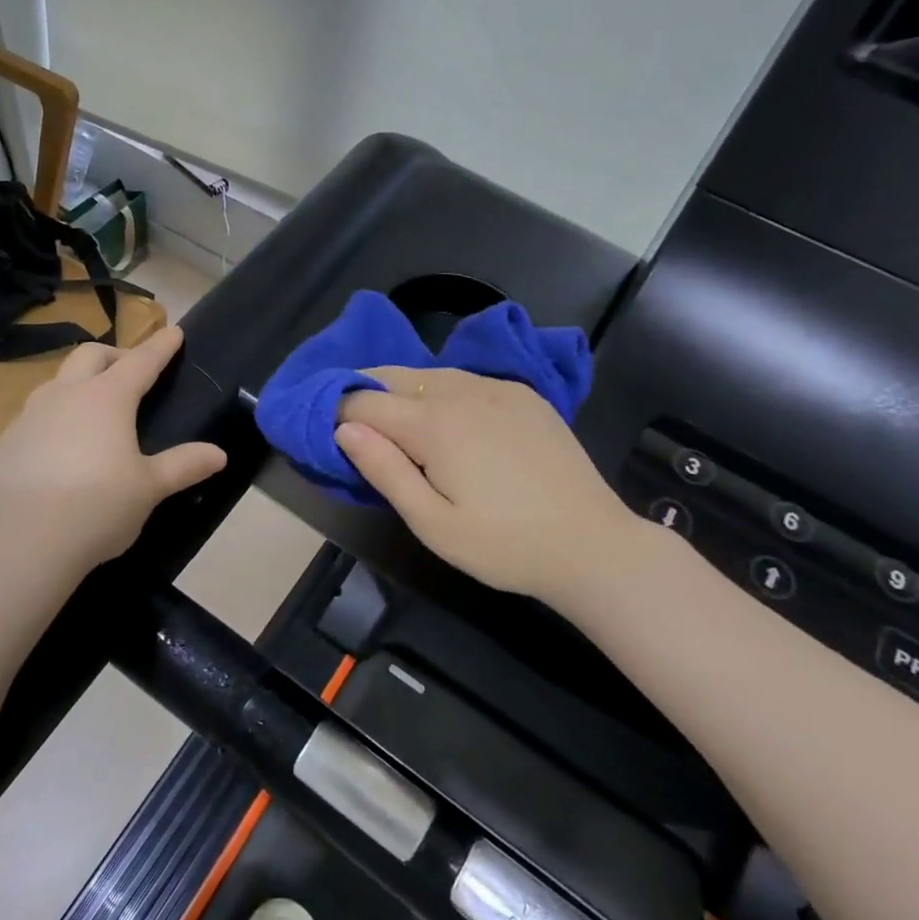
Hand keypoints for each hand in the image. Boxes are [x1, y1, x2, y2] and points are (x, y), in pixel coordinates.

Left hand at [0, 326, 227, 583]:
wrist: (23, 541)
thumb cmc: (98, 507)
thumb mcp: (150, 488)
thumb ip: (184, 465)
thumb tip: (219, 454)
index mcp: (107, 398)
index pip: (141, 361)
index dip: (160, 346)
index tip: (173, 332)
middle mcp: (66, 394)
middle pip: (91, 355)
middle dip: (115, 354)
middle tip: (131, 371)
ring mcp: (30, 415)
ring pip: (58, 381)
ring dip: (79, 382)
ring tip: (93, 408)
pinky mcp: (7, 441)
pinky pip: (35, 413)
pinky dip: (54, 415)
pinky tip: (59, 445)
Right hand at [336, 367, 639, 603]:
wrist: (592, 545)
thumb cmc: (503, 545)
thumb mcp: (432, 523)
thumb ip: (384, 470)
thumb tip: (343, 429)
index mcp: (433, 423)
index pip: (363, 401)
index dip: (336, 413)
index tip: (326, 434)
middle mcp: (461, 391)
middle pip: (393, 376)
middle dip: (365, 393)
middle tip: (354, 426)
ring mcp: (498, 388)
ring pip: (430, 374)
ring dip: (402, 391)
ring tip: (395, 423)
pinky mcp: (524, 395)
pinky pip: (466, 380)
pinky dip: (441, 391)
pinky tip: (449, 420)